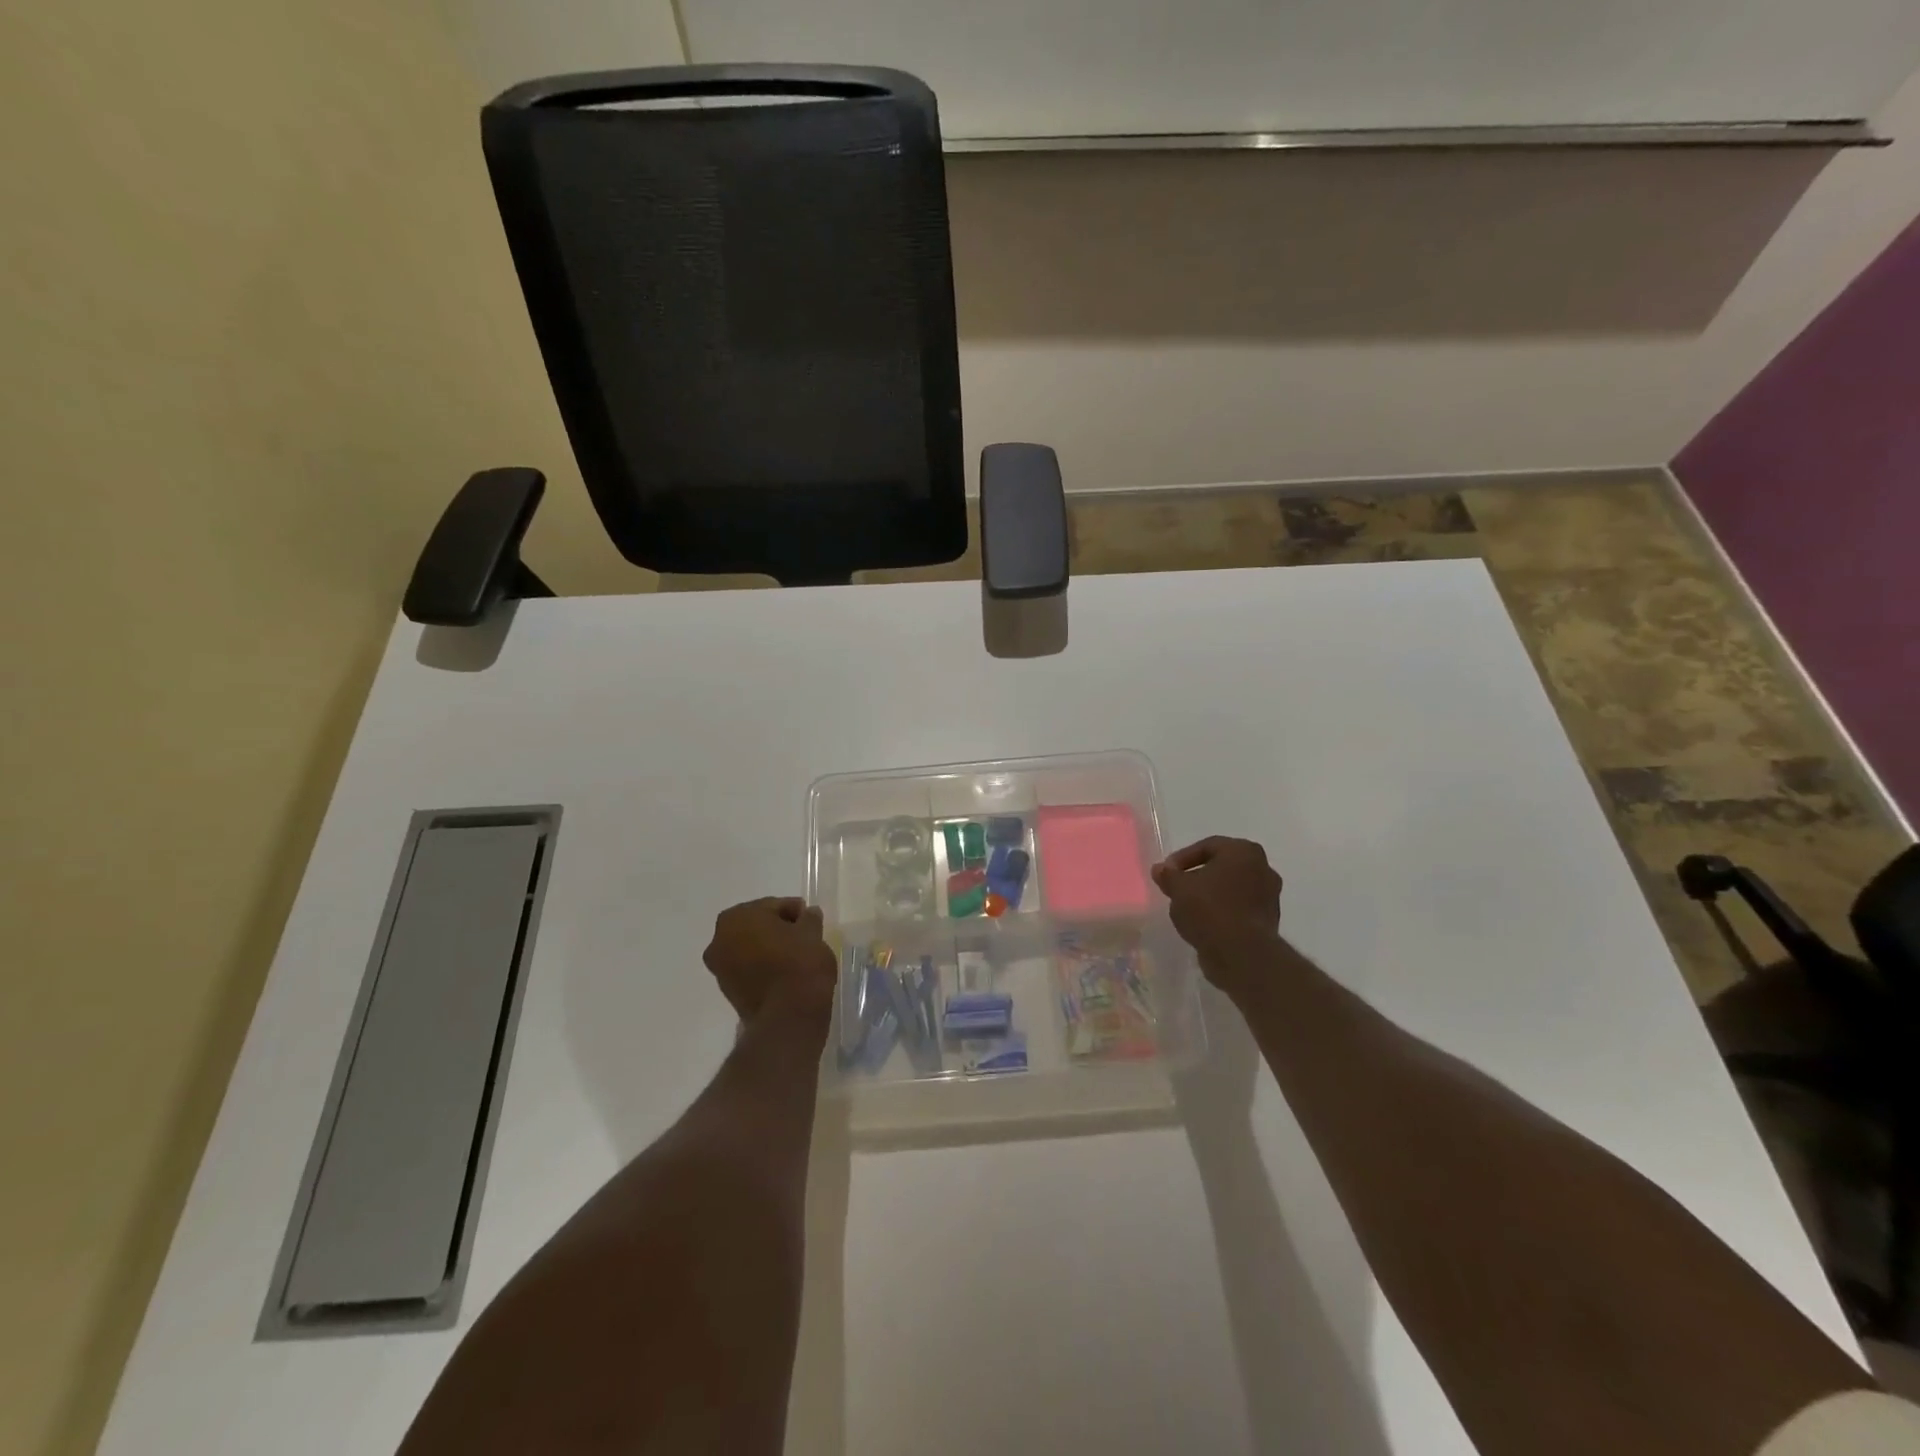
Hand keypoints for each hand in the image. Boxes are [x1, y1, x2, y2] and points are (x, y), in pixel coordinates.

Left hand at [703, 898, 836, 1025]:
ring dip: (768, 948)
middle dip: (777, 928)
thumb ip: (809, 918)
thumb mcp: (812, 932)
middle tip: (803, 935)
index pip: (772, 906)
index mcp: (737, 917)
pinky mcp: (728, 993)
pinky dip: (763, 967)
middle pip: (756, 926)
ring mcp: (720, 968)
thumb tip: (808, 914)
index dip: (794, 911)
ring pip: (749, 948)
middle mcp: (719, 939)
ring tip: (795, 956)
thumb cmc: (799, 962)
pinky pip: (748, 970)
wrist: (789, 1015)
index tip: (810, 919)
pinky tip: (784, 972)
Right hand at [1151, 837, 1284, 993]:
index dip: (1182, 859)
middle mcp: (1263, 868)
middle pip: (1222, 867)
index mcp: (1244, 851)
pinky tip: (1204, 924)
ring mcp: (1270, 896)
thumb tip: (1160, 869)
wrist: (1241, 953)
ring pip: (1232, 888)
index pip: (1207, 846)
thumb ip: (1168, 875)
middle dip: (1198, 876)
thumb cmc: (1209, 909)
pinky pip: (1239, 909)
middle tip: (1178, 888)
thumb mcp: (1178, 888)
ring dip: (1211, 895)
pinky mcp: (1268, 921)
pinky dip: (1223, 912)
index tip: (1167, 873)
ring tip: (1188, 908)